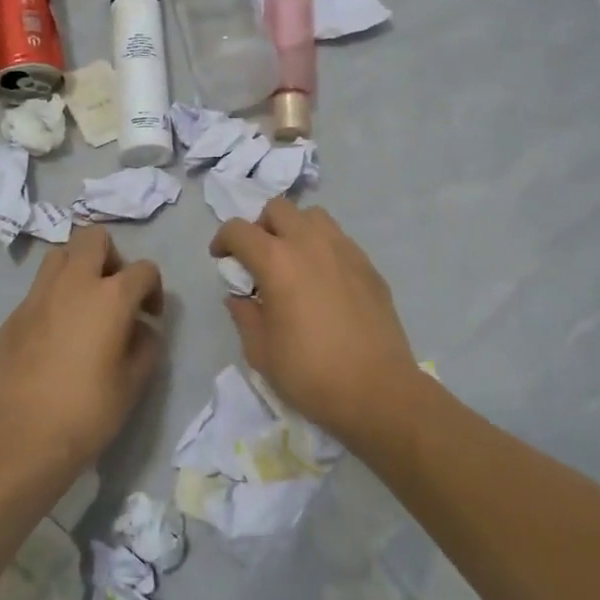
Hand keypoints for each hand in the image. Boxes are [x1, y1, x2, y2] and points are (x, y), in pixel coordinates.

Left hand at [0, 227, 164, 490]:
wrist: (20, 442)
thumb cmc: (88, 413)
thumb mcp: (135, 383)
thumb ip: (146, 344)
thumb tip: (140, 328)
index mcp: (110, 297)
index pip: (143, 269)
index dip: (153, 289)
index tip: (150, 317)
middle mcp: (72, 284)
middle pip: (93, 238)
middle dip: (111, 257)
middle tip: (115, 293)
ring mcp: (36, 298)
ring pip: (59, 256)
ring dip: (77, 270)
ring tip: (84, 306)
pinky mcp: (12, 318)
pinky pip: (38, 291)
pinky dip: (53, 299)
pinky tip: (56, 336)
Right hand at [210, 199, 416, 449]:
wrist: (377, 391)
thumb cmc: (310, 374)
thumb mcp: (261, 352)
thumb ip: (244, 314)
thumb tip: (240, 296)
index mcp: (277, 261)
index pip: (239, 230)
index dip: (223, 240)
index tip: (222, 260)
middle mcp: (311, 244)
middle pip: (278, 209)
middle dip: (261, 227)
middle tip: (258, 258)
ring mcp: (345, 250)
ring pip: (313, 217)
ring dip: (295, 230)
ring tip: (293, 262)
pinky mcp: (368, 265)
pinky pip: (339, 240)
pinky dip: (323, 248)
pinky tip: (324, 282)